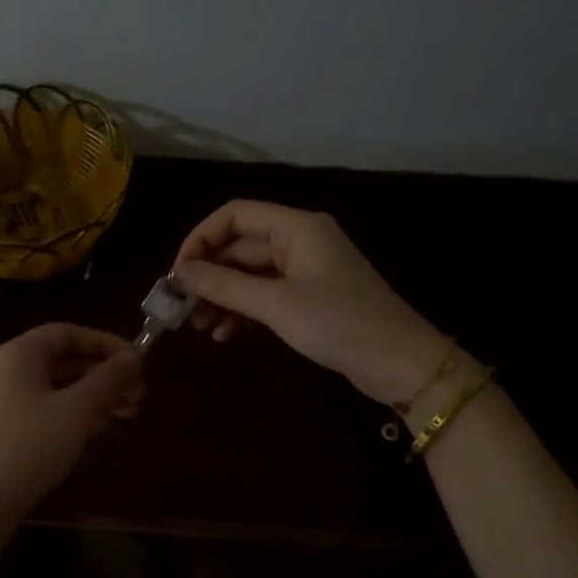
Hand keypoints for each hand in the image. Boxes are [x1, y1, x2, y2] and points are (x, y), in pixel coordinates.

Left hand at [0, 323, 144, 514]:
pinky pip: (41, 407)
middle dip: (103, 375)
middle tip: (138, 395)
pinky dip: (70, 412)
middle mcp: (3, 369)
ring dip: (91, 396)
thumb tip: (132, 358)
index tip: (136, 363)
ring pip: (54, 386)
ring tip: (123, 416)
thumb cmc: (30, 446)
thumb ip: (108, 379)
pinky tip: (93, 432)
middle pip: (62, 360)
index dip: (105, 343)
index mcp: (17, 354)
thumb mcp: (78, 410)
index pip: (67, 333)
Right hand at [172, 200, 450, 405]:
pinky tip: (225, 335)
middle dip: (208, 274)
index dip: (200, 238)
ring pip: (250, 274)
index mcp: (297, 227)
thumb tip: (179, 273)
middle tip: (180, 306)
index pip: (235, 215)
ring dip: (222, 296)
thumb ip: (224, 285)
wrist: (400, 362)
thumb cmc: (338, 323)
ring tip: (198, 327)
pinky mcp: (310, 297)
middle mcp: (300, 240)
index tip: (178, 273)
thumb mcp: (275, 304)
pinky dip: (243, 311)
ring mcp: (306, 270)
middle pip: (240, 246)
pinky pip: (265, 295)